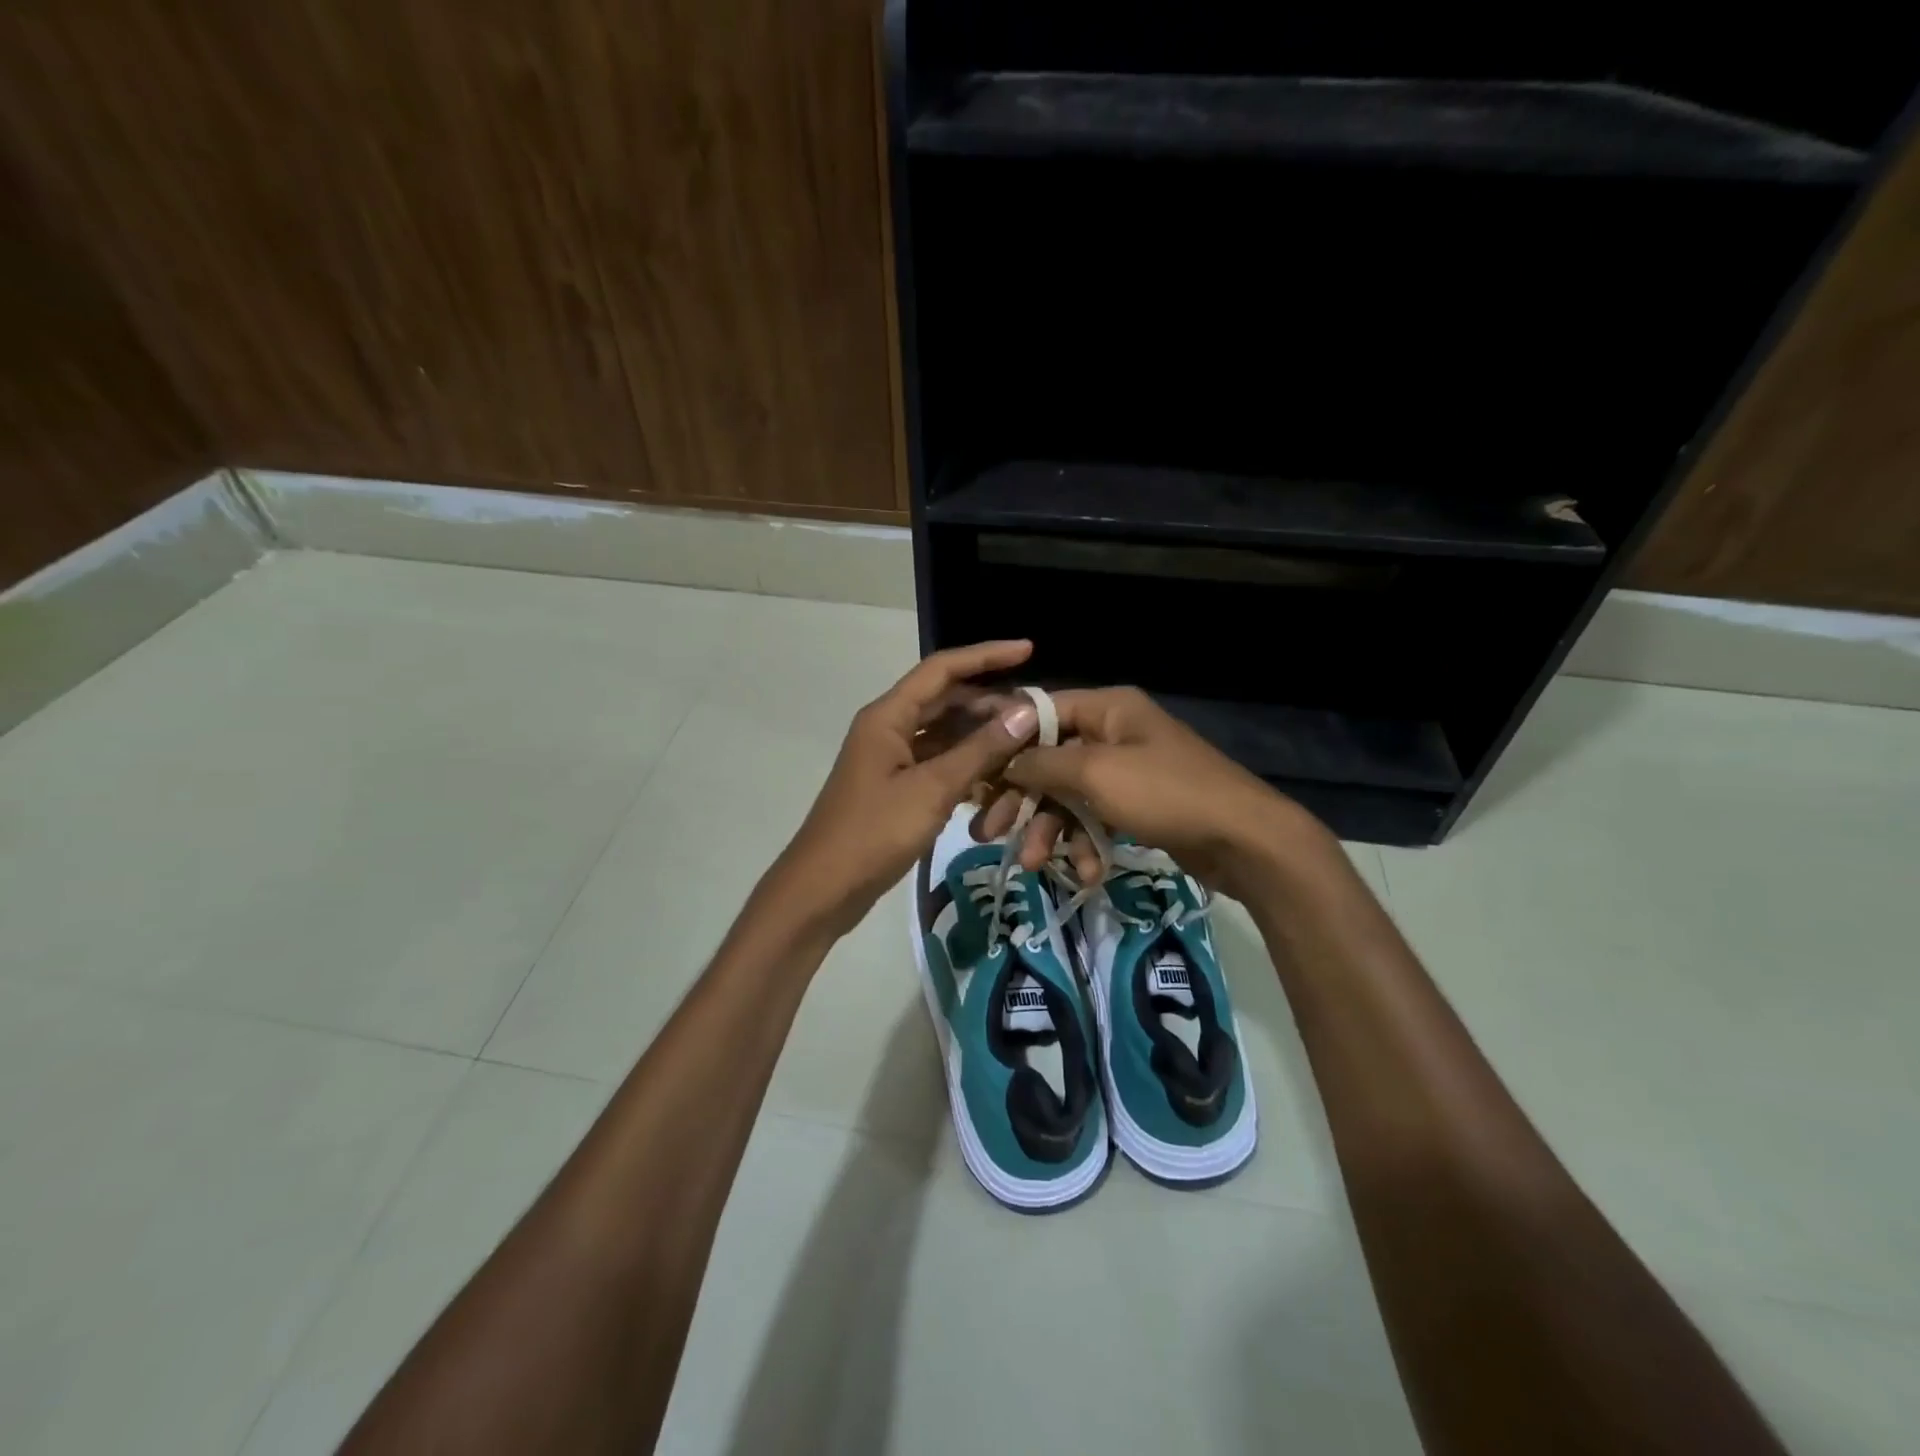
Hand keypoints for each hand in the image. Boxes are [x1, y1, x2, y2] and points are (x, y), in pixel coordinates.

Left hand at [761, 641, 1042, 939]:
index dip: (986, 655)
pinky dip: (966, 767)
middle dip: (990, 704)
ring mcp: (892, 760)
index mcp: (888, 716)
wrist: (824, 889)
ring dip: (981, 738)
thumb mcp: (932, 789)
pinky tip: (998, 779)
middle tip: (1036, 714)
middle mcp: (888, 729)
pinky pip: (939, 765)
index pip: (942, 669)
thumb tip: (1025, 711)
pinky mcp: (897, 788)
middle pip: (945, 701)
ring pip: (945, 735)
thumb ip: (980, 750)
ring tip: (1026, 745)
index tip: (1028, 650)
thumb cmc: (873, 833)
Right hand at [977, 687, 1332, 898]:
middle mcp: (1115, 733)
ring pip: (1070, 795)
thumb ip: (1043, 764)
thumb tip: (1004, 759)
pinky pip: (1097, 818)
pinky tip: (1087, 873)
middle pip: (1050, 760)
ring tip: (1034, 865)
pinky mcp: (1139, 806)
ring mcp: (1128, 771)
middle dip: (1022, 800)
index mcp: (1107, 708)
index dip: (1006, 742)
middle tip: (988, 832)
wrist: (1244, 840)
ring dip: (1051, 830)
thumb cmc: (1166, 793)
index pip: (1040, 713)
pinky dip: (1087, 844)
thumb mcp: (1096, 774)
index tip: (974, 774)